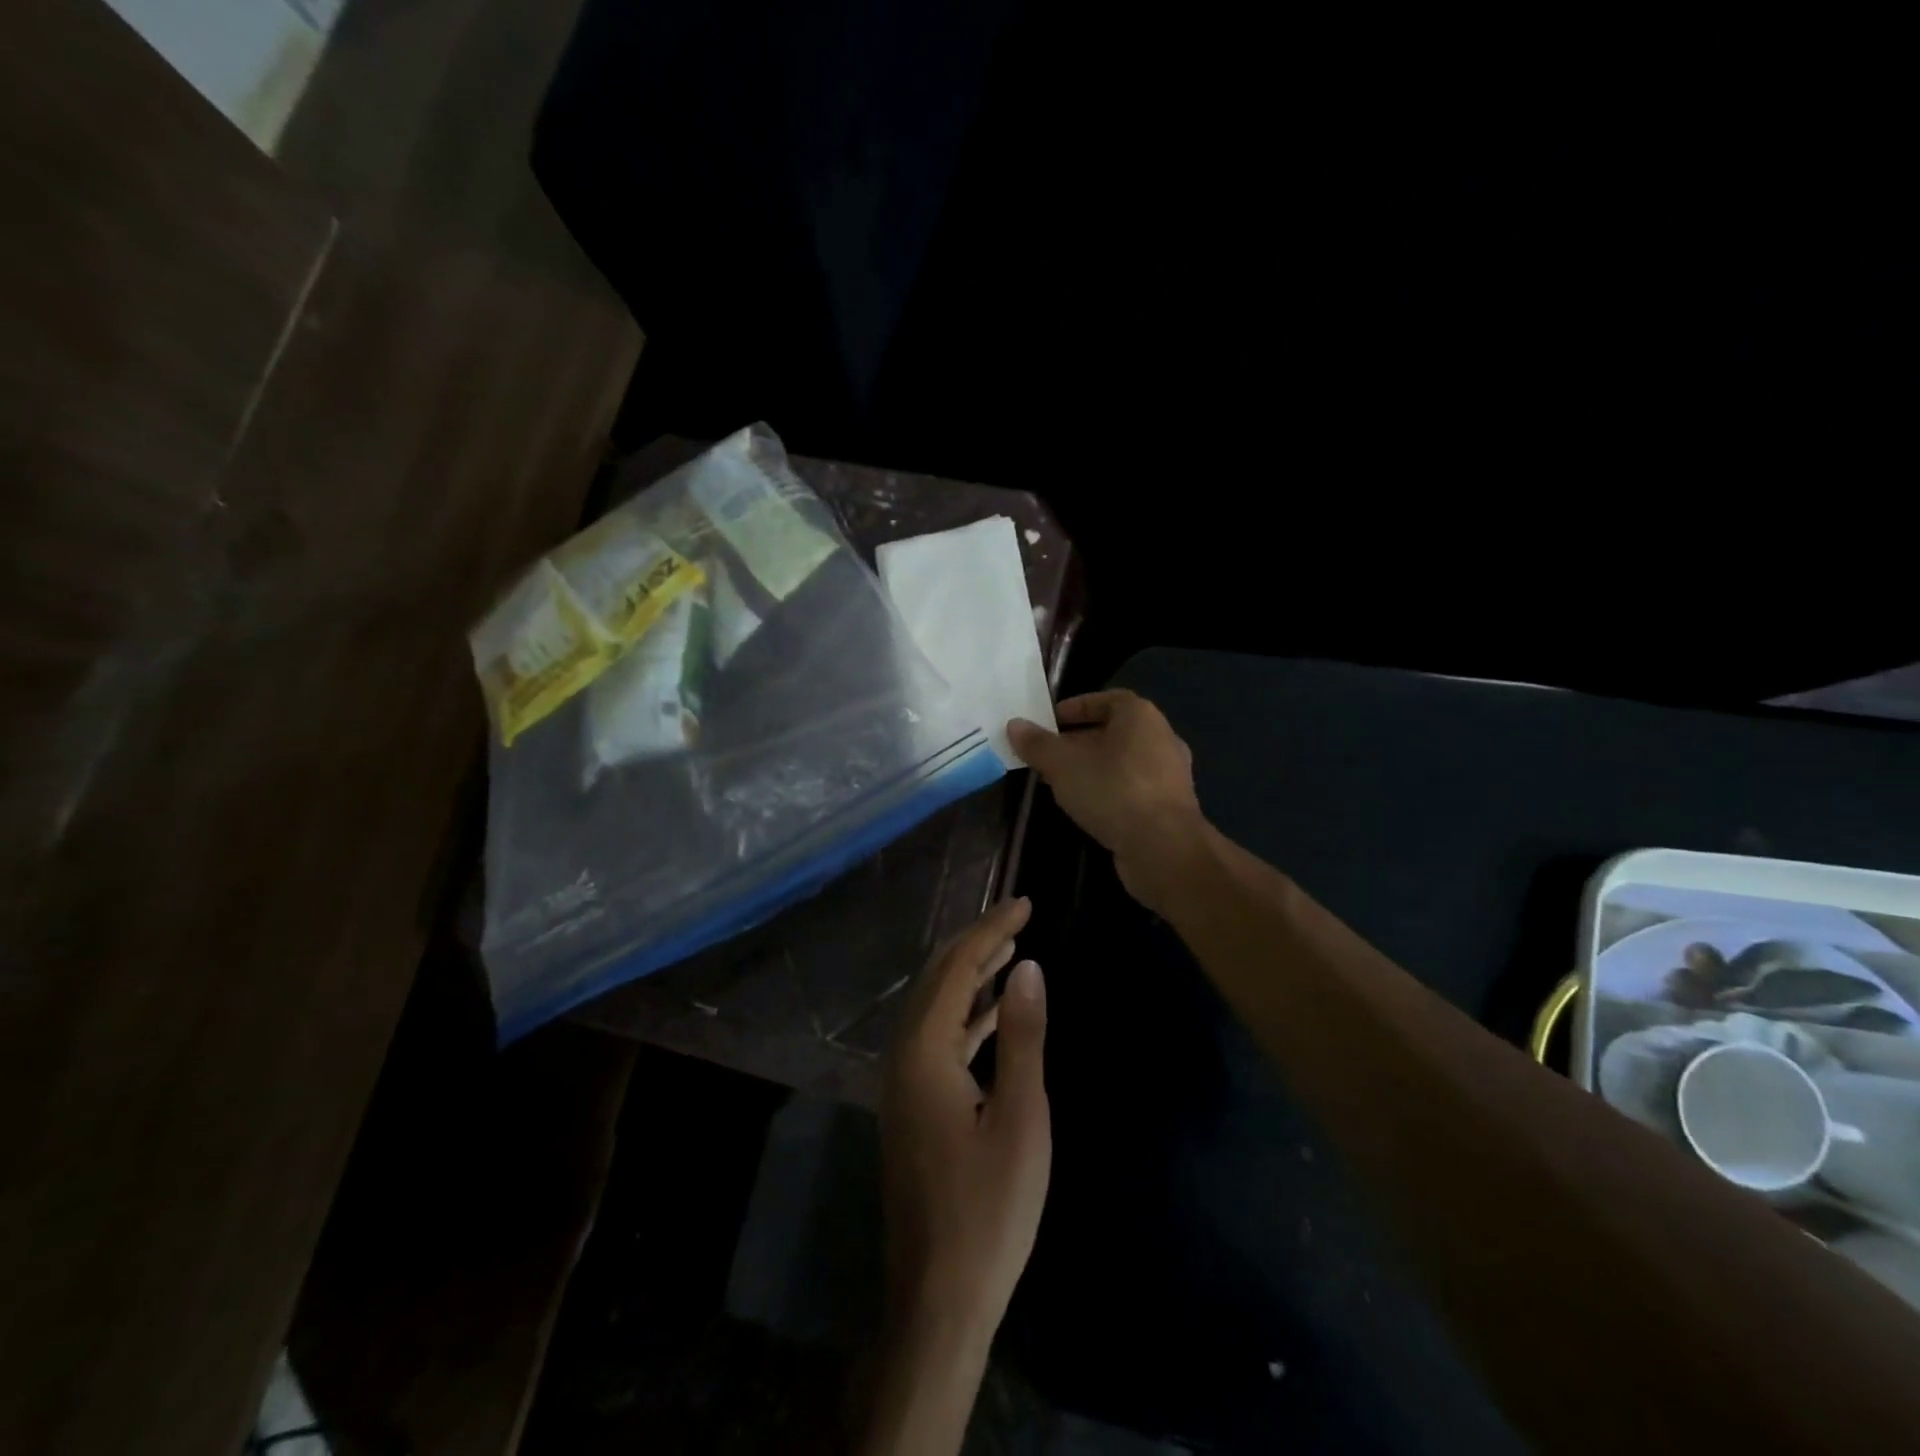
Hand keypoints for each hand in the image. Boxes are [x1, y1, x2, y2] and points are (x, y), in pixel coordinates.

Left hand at [880, 897, 1049, 1345]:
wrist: (939, 1297)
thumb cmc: (988, 1210)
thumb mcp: (1020, 1119)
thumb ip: (1022, 1037)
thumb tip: (1028, 967)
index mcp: (924, 1051)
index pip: (957, 967)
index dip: (992, 930)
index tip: (1026, 903)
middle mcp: (903, 1055)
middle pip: (938, 978)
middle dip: (977, 942)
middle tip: (1018, 916)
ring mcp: (904, 1081)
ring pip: (936, 1006)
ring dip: (971, 974)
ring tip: (1009, 950)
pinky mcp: (913, 1104)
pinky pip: (939, 1037)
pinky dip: (967, 1014)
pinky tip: (994, 1011)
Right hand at [1008, 691, 1208, 908]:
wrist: (1163, 847)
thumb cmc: (1112, 790)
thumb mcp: (1063, 764)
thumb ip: (1037, 743)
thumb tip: (1014, 725)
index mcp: (1141, 716)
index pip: (1108, 699)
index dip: (1077, 707)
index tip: (1051, 721)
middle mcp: (1161, 738)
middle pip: (1114, 732)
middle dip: (1079, 741)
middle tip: (1048, 754)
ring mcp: (1170, 774)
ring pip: (1123, 762)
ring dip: (1093, 768)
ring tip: (1061, 781)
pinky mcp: (1170, 806)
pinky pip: (1133, 788)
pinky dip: (1109, 790)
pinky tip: (1087, 806)